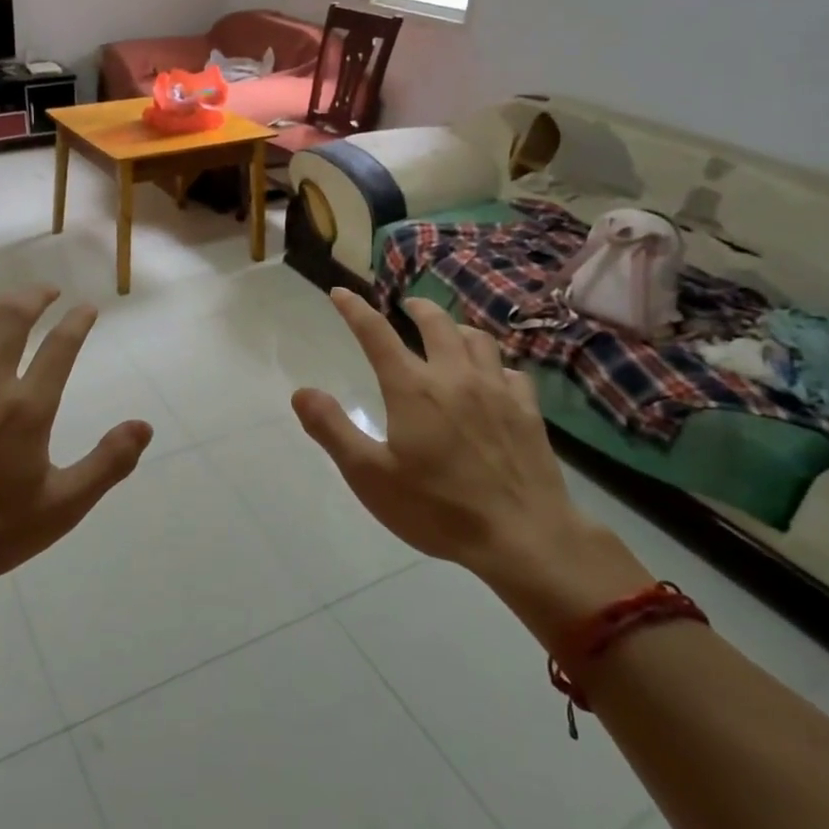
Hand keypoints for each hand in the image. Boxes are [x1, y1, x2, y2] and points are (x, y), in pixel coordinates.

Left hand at [0, 286, 151, 596]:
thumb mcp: (62, 507)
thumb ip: (108, 463)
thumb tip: (144, 426)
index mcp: (27, 408)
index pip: (59, 346)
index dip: (78, 321)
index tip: (88, 308)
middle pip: (12, 318)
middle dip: (35, 296)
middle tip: (50, 291)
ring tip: (13, 299)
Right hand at [292, 291, 651, 648]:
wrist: (523, 536)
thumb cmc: (437, 509)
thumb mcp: (370, 476)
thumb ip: (332, 429)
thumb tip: (301, 392)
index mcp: (412, 388)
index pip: (376, 333)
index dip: (354, 309)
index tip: (341, 292)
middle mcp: (454, 376)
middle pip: (436, 323)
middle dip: (417, 308)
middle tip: (407, 305)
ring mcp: (496, 390)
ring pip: (477, 339)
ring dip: (458, 327)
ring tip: (449, 332)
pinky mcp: (527, 411)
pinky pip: (511, 371)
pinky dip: (496, 365)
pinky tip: (494, 377)